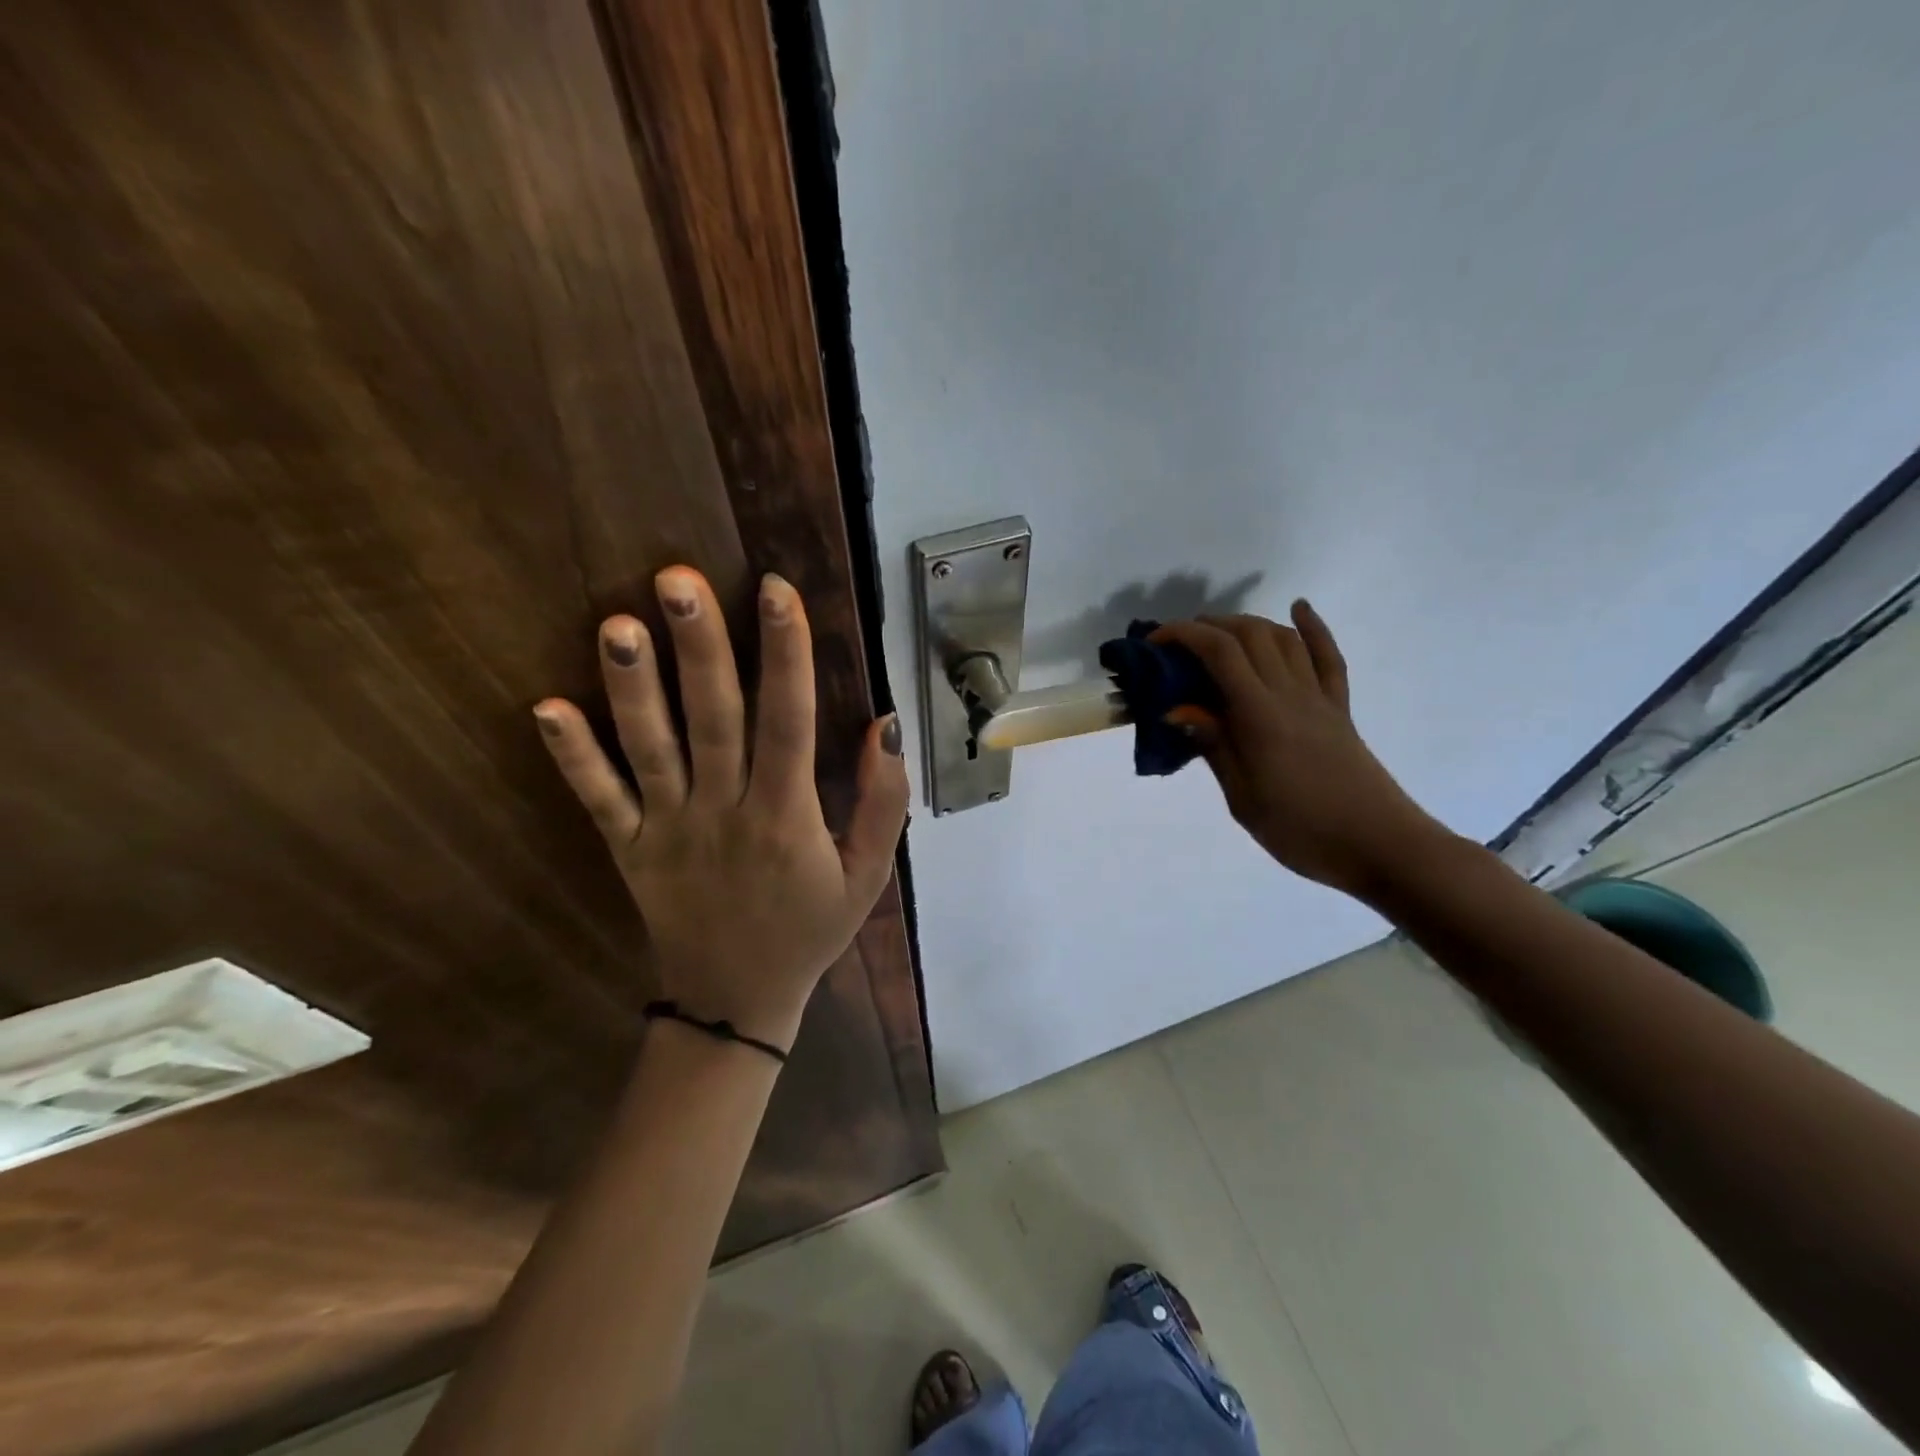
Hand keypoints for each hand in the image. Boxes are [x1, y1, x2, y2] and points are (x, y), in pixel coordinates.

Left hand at [532, 567, 909, 1052]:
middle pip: (713, 719)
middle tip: (677, 579)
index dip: (786, 653)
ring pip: (649, 749)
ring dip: (631, 687)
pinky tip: (544, 708)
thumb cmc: (810, 928)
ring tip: (615, 624)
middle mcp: (724, 812)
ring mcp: (668, 830)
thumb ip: (883, 800)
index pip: (789, 721)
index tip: (776, 590)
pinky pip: (598, 800)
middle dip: (699, 646)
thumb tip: (883, 724)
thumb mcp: (869, 873)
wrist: (737, 1002)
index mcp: (787, 816)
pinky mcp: (628, 849)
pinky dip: (572, 756)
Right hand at [1153, 601, 1442, 898]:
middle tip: (1177, 644)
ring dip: (1247, 625)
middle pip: (1250, 635)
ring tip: (1218, 635)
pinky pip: (1328, 658)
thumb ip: (1213, 746)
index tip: (1155, 642)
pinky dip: (1313, 628)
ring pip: (1283, 639)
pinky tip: (1299, 609)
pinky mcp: (1340, 708)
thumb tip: (1177, 710)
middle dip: (1209, 626)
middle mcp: (1290, 694)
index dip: (1184, 636)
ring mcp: (1319, 698)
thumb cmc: (1301, 830)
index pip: (1220, 653)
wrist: (1379, 846)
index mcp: (1260, 716)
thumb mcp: (1242, 797)